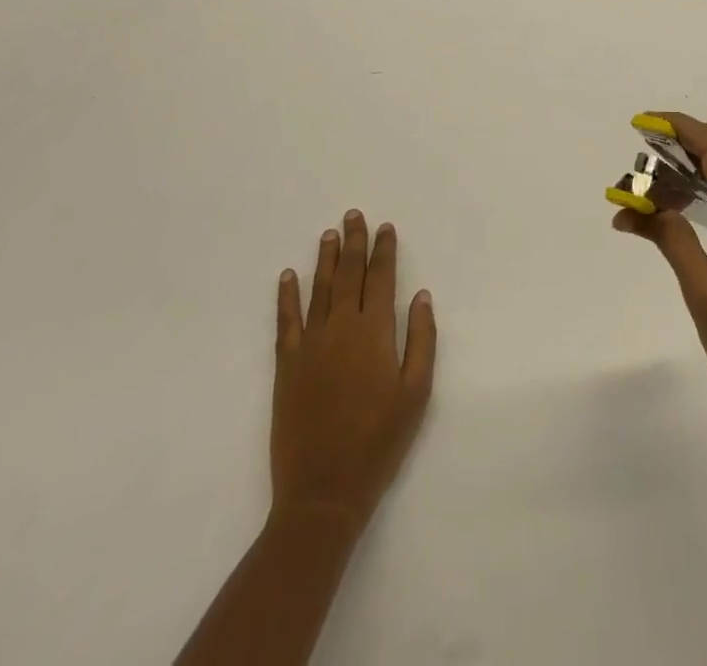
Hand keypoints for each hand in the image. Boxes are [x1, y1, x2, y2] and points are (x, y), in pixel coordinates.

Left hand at [270, 210, 436, 531]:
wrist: (324, 491)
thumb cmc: (379, 442)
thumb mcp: (416, 393)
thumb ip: (421, 339)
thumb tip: (421, 295)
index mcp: (375, 332)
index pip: (381, 278)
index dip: (383, 251)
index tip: (385, 227)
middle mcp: (341, 328)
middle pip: (348, 274)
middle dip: (353, 243)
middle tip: (353, 215)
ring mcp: (310, 345)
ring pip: (318, 289)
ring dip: (324, 259)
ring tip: (329, 234)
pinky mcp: (286, 366)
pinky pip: (285, 321)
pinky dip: (286, 296)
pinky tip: (287, 276)